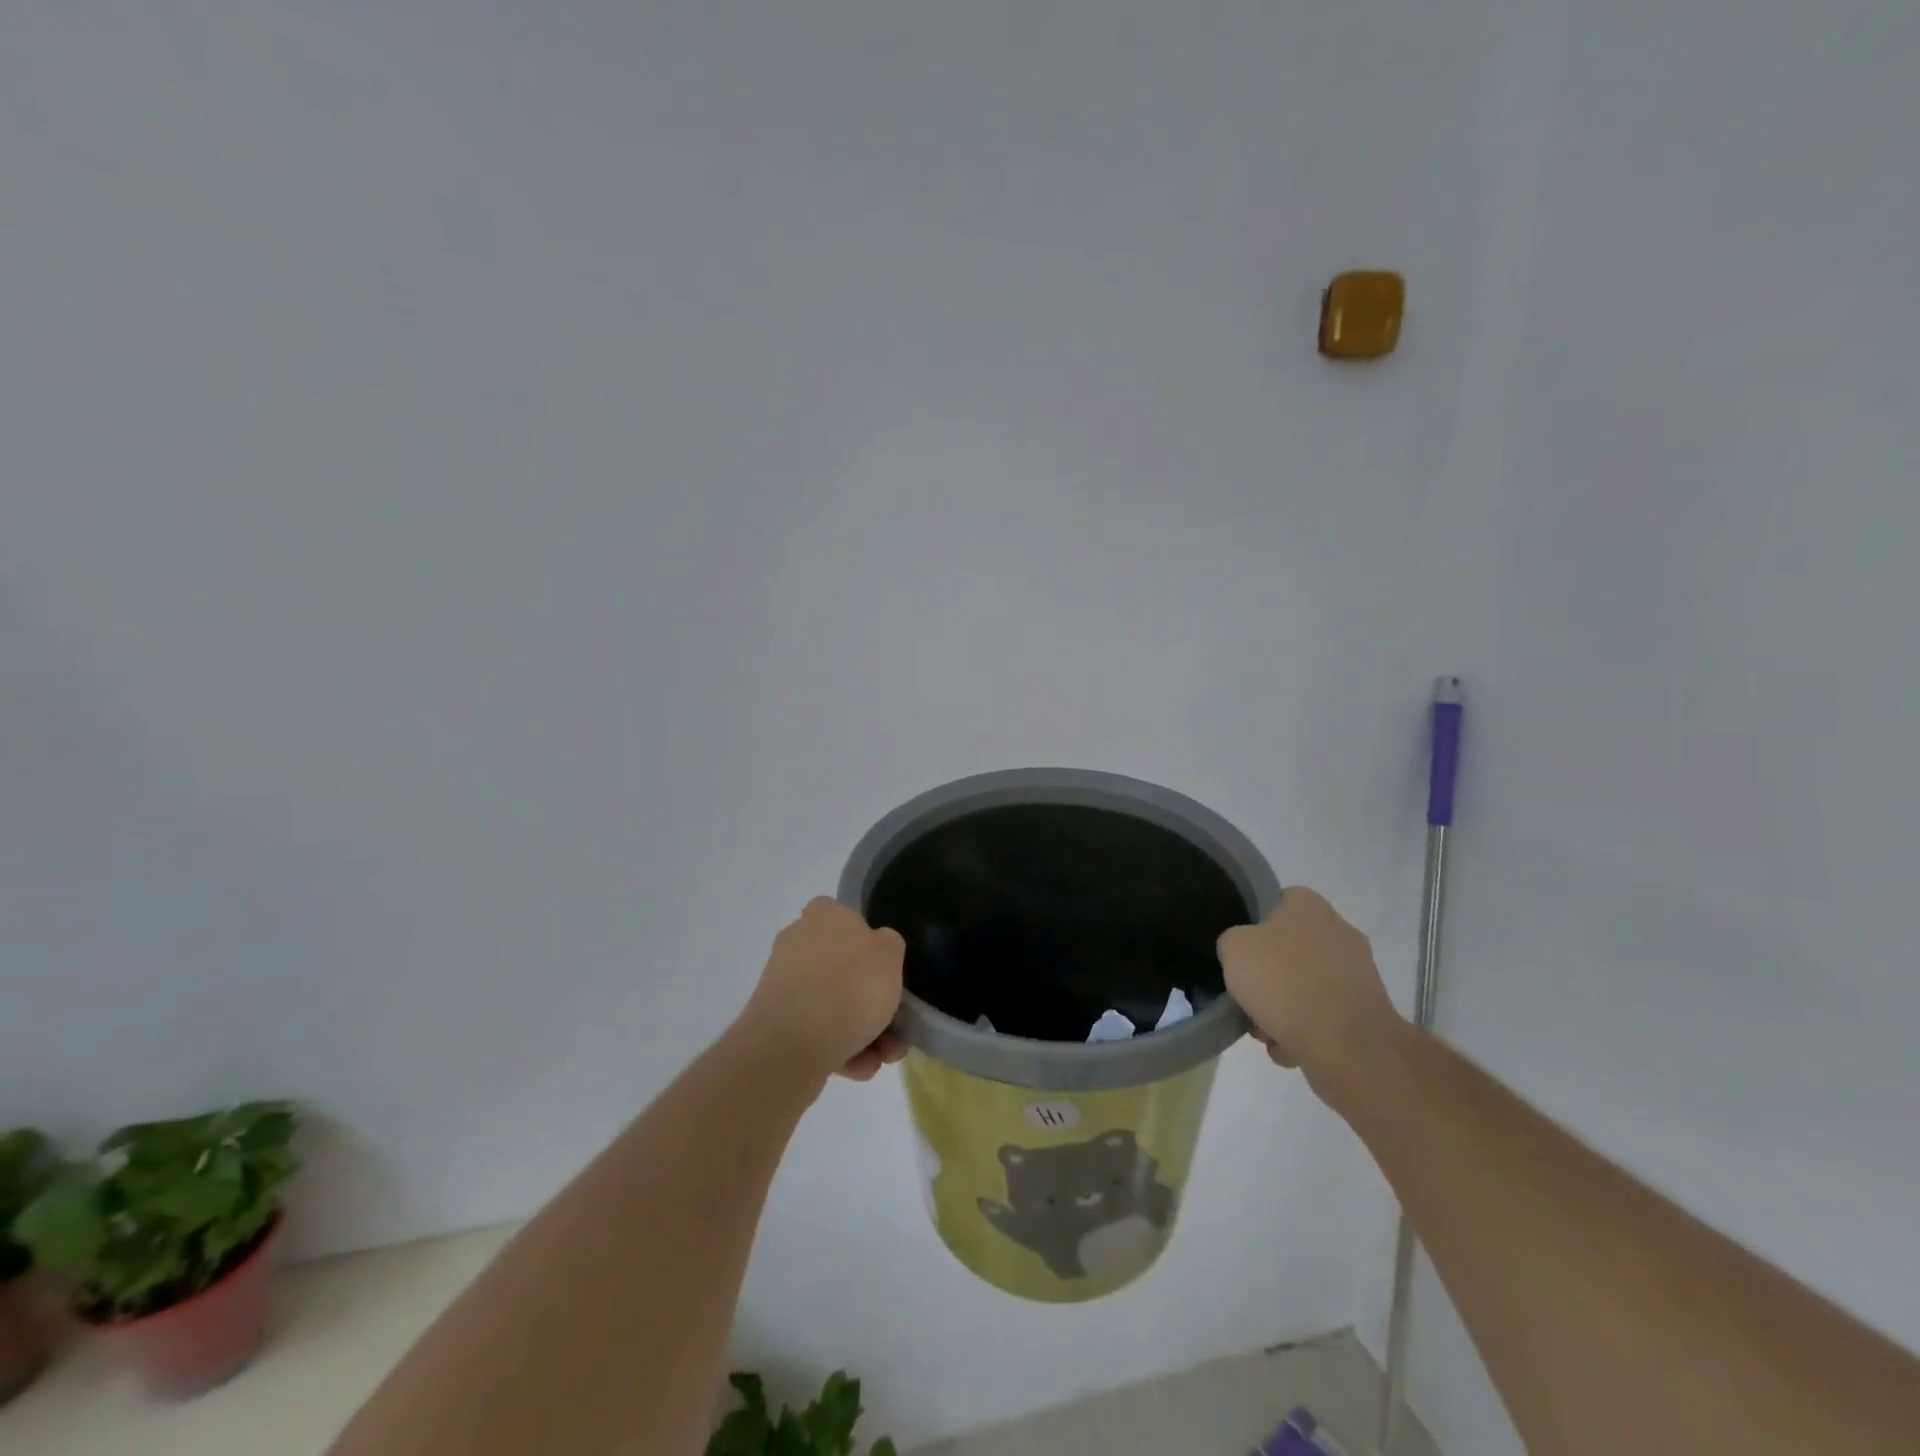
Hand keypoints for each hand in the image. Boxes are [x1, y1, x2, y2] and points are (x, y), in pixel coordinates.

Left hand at [740, 898, 907, 1082]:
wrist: (790, 1045)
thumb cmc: (849, 987)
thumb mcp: (891, 954)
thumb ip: (889, 945)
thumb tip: (875, 952)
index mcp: (824, 914)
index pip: (852, 921)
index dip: (875, 949)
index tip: (890, 976)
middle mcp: (798, 941)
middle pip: (847, 970)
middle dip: (873, 1004)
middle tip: (895, 1030)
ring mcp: (783, 983)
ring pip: (834, 1005)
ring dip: (863, 1032)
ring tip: (881, 1058)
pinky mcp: (775, 1021)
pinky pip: (816, 1031)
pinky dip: (839, 1048)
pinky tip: (858, 1068)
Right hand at [1217, 887, 1400, 1086]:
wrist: (1346, 1045)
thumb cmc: (1284, 981)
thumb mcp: (1233, 948)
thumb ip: (1233, 941)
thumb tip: (1243, 951)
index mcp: (1309, 905)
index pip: (1277, 902)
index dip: (1253, 925)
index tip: (1239, 951)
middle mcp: (1340, 930)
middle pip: (1290, 949)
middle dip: (1269, 974)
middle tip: (1247, 994)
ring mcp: (1358, 972)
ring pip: (1306, 985)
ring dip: (1284, 1006)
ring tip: (1264, 1029)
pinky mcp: (1367, 1011)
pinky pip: (1323, 1016)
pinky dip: (1306, 1030)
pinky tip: (1289, 1046)